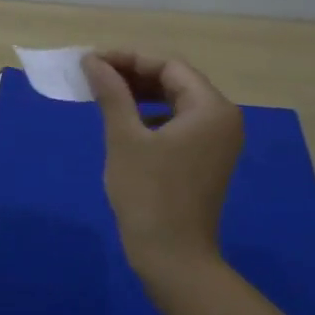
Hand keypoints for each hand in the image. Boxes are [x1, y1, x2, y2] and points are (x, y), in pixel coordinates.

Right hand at [83, 52, 243, 286]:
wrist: (172, 256)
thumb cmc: (148, 194)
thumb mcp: (124, 138)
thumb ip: (112, 93)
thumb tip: (93, 61)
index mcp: (211, 108)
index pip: (168, 66)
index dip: (128, 59)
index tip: (92, 61)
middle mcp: (222, 119)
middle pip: (176, 81)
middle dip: (134, 75)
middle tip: (94, 75)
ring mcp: (218, 141)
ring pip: (177, 103)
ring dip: (141, 95)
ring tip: (104, 95)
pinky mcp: (207, 160)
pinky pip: (180, 124)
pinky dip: (152, 117)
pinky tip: (125, 122)